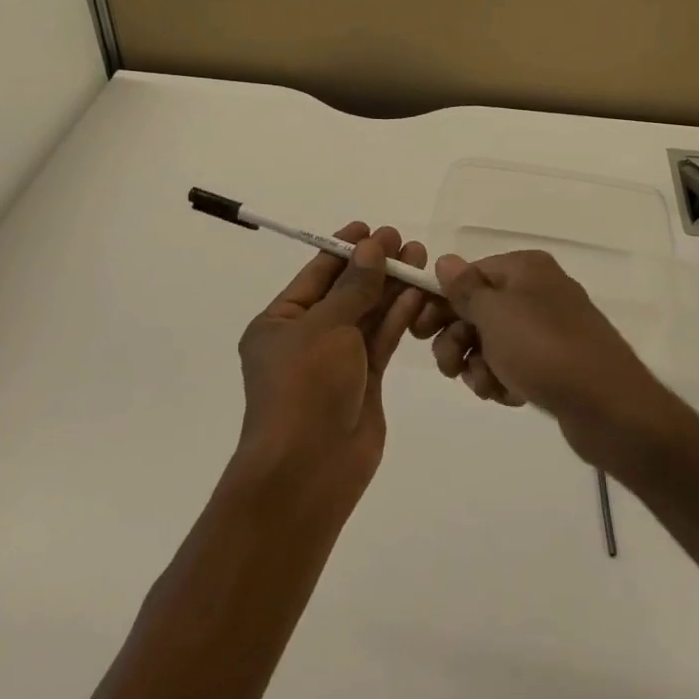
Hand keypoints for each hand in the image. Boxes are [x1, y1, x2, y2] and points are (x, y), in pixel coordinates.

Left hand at [234, 223, 428, 498]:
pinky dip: (398, 316)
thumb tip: (372, 246)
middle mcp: (307, 338)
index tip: (370, 228)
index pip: (316, 274)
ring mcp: (337, 361)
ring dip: (391, 287)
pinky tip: (417, 293)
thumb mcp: (325, 327)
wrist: (309, 470)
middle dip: (373, 265)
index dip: (344, 249)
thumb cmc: (305, 387)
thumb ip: (354, 286)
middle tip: (404, 241)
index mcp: (280, 322)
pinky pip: (381, 340)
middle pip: (345, 292)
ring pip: (367, 314)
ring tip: (418, 258)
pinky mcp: (364, 381)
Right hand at [412, 250, 672, 465]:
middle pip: (478, 309)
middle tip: (450, 367)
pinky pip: (514, 364)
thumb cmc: (544, 349)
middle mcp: (538, 291)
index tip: (417, 330)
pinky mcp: (557, 363)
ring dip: (478, 364)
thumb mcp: (495, 314)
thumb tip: (445, 261)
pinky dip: (503, 378)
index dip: (441, 302)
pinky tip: (507, 396)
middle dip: (458, 339)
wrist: (609, 407)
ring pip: (492, 341)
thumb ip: (464, 289)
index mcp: (525, 268)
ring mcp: (549, 328)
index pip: (468, 275)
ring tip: (486, 386)